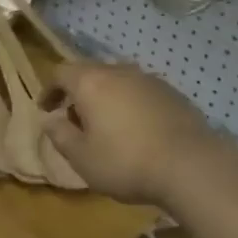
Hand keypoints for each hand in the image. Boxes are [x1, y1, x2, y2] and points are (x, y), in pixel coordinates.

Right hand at [40, 62, 222, 207]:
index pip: (60, 72)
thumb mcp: (82, 158)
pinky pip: (140, 92)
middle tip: (74, 120)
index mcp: (91, 82)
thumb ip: (60, 136)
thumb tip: (50, 121)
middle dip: (77, 93)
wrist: (191, 165)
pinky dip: (130, 104)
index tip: (46, 109)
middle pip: (90, 73)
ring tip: (106, 126)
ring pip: (117, 81)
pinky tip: (136, 130)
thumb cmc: (126, 162)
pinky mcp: (173, 93)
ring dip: (105, 98)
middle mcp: (119, 72)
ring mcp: (149, 80)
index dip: (49, 89)